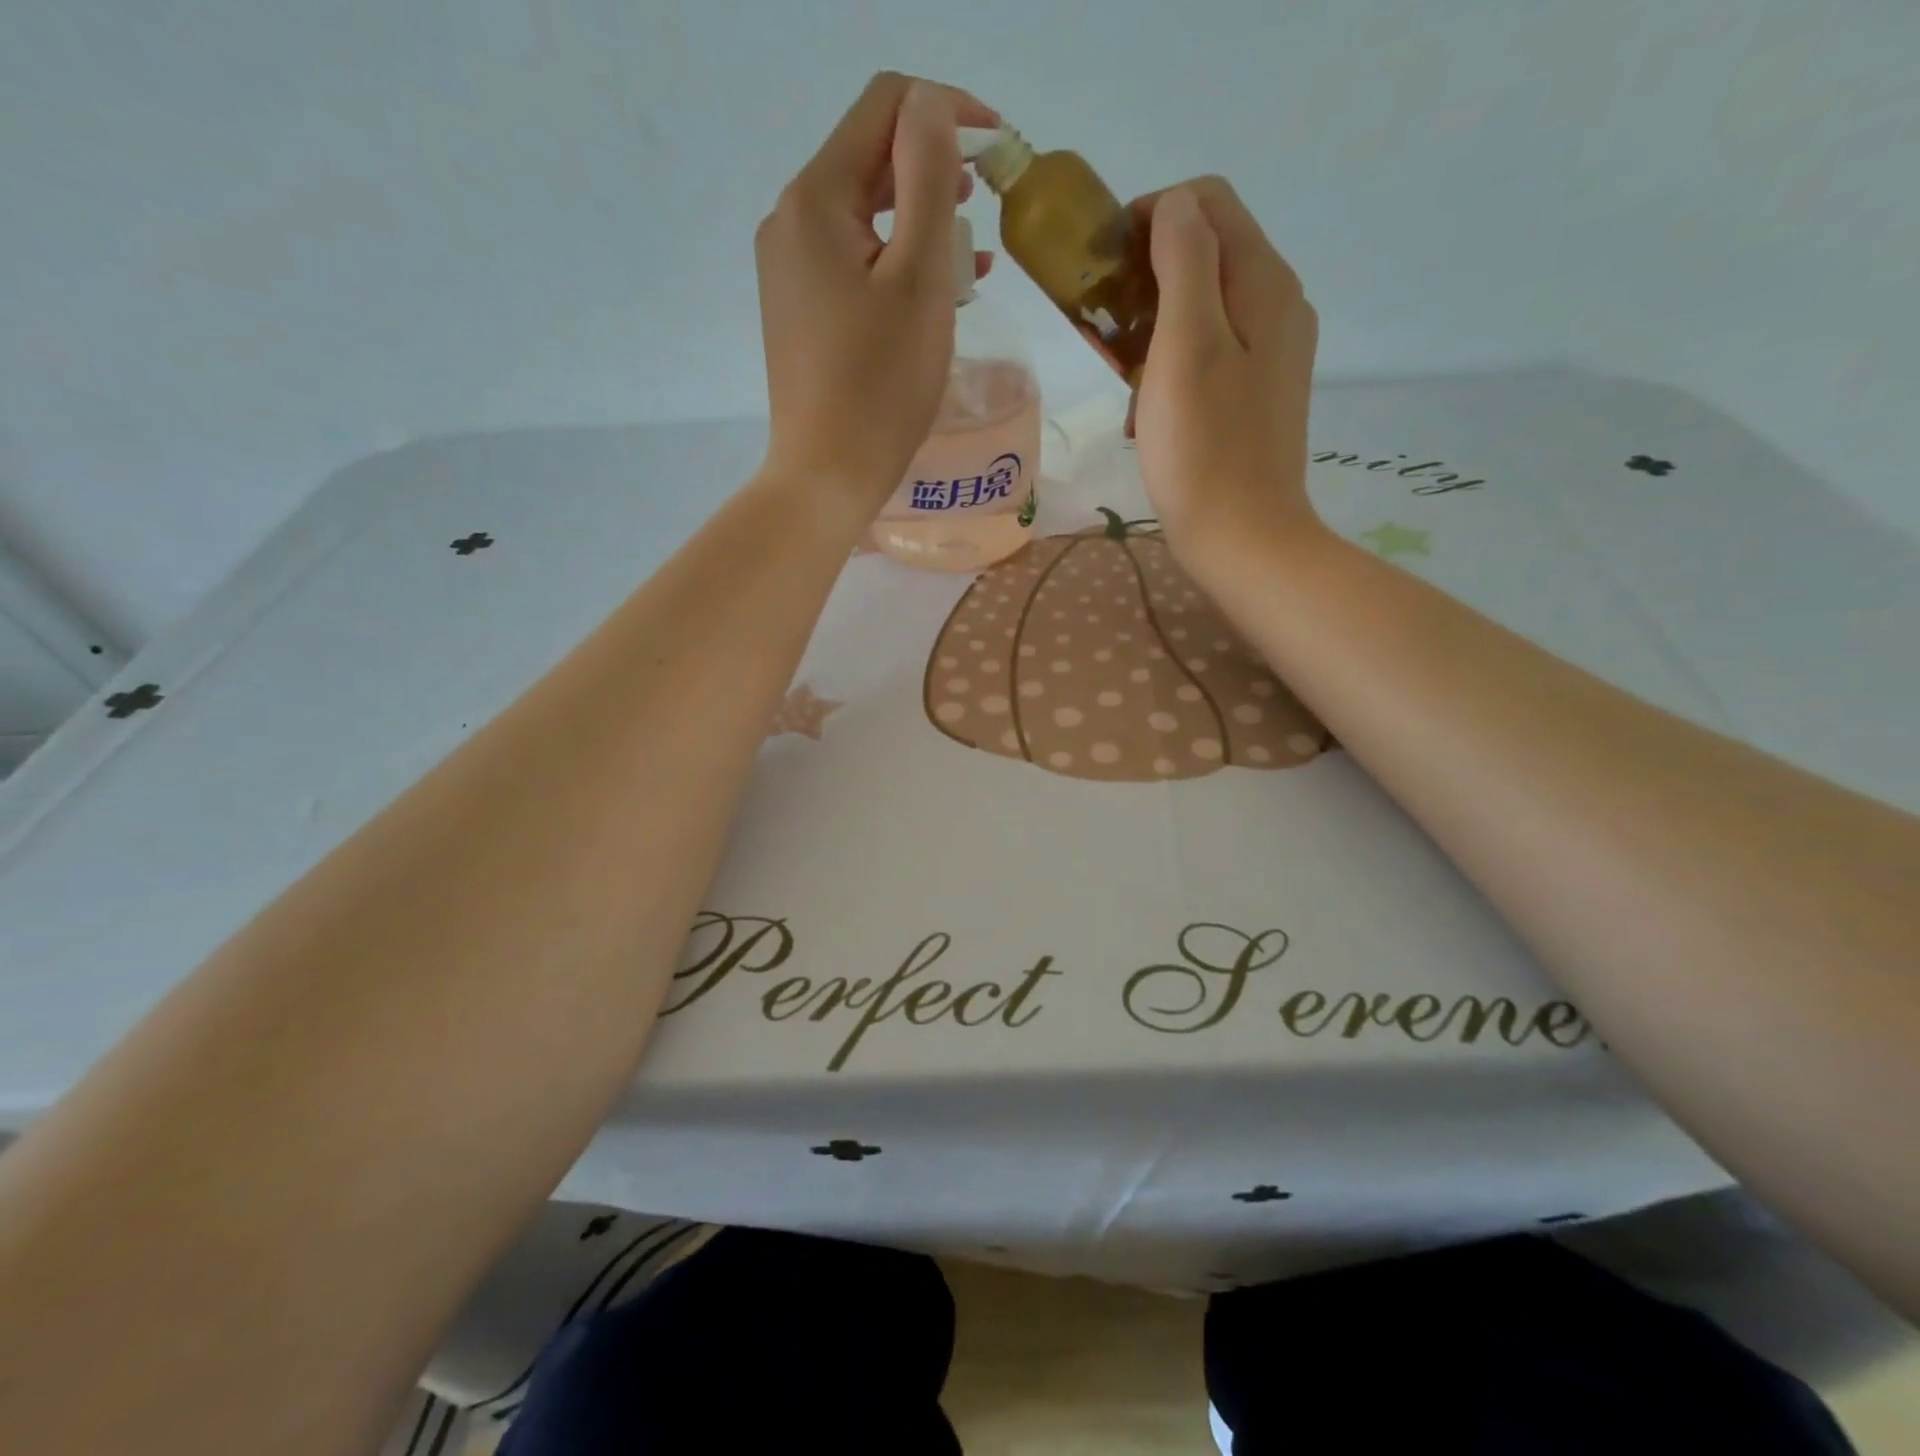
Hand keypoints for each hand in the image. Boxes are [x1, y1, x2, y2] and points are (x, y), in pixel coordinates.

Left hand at [755, 73, 996, 516]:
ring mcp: (789, 270)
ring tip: (972, 258)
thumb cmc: (880, 386)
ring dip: (921, 222)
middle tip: (988, 207)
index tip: (999, 149)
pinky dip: (897, 263)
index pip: (884, 107)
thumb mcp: (919, 277)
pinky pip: (854, 262)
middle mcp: (790, 222)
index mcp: (814, 200)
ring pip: (866, 217)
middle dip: (935, 172)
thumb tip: (931, 106)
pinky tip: (936, 290)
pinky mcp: (799, 311)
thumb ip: (928, 177)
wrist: (826, 476)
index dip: (946, 111)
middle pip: (870, 161)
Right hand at [1131, 179, 1323, 572]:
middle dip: (1149, 275)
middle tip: (1108, 329)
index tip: (1106, 270)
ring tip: (1124, 378)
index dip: (1151, 218)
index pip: (1208, 203)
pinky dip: (1175, 364)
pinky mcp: (1259, 392)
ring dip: (1156, 326)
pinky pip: (1214, 351)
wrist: (1242, 537)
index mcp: (1264, 282)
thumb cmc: (1203, 447)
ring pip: (1207, 305)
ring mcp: (1273, 351)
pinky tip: (1150, 409)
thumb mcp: (1185, 345)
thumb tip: (1174, 205)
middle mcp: (1279, 304)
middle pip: (1209, 252)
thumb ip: (1183, 262)